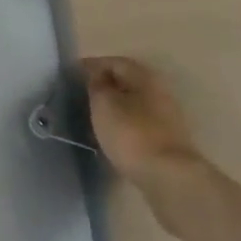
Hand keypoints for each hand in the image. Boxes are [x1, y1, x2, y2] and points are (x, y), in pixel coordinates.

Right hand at [83, 56, 203, 187]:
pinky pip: (139, 124)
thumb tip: (96, 75)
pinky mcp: (166, 141)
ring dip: (115, 106)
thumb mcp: (104, 104)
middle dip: (105, 85)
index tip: (72, 74)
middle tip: (82, 94)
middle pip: (127, 82)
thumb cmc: (131, 134)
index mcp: (145, 77)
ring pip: (134, 104)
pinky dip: (123, 124)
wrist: (168, 178)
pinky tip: (111, 135)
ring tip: (93, 116)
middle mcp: (159, 92)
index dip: (92, 65)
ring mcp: (166, 118)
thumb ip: (97, 85)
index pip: (115, 62)